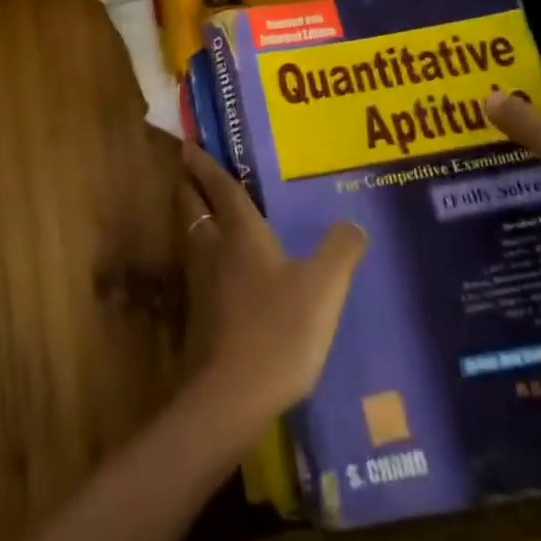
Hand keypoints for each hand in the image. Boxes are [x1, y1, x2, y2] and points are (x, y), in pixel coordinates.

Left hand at [179, 142, 365, 421]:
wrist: (232, 395)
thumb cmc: (278, 330)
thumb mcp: (322, 289)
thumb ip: (339, 253)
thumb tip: (353, 224)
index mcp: (241, 233)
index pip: (220, 188)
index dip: (206, 165)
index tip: (189, 145)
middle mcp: (215, 249)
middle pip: (194, 207)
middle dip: (189, 186)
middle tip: (187, 169)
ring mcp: (202, 284)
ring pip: (192, 237)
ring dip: (194, 218)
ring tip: (203, 211)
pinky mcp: (200, 316)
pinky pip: (199, 269)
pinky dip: (204, 255)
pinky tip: (219, 270)